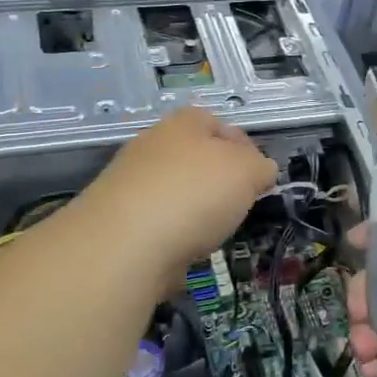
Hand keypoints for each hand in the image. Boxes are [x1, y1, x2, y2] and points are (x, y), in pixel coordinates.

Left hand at [80, 107, 275, 276]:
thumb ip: (260, 167)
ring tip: (210, 234)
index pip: (218, 123)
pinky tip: (180, 253)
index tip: (258, 176)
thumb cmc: (195, 194)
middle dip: (217, 181)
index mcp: (183, 123)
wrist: (125, 243)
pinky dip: (170, 237)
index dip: (242, 147)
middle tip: (237, 205)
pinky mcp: (116, 220)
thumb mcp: (248, 172)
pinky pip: (155, 224)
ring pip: (174, 192)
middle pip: (194, 158)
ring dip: (193, 211)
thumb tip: (260, 171)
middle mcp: (152, 144)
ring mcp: (129, 182)